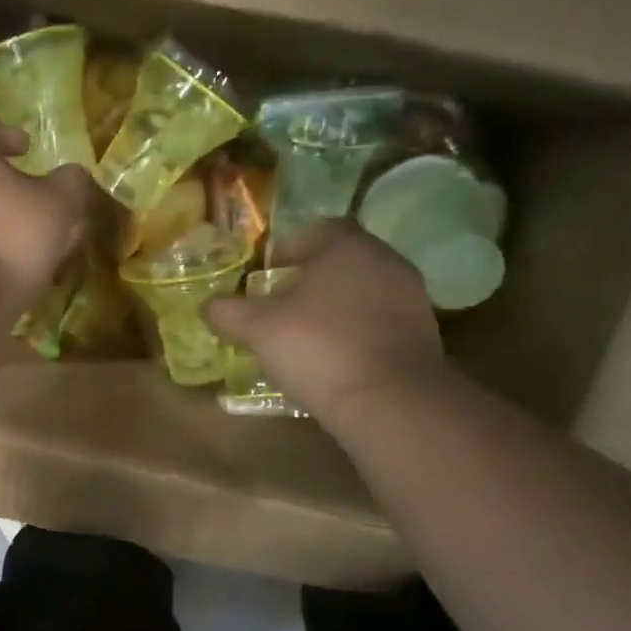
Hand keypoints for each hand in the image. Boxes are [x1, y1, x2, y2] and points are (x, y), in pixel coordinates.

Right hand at [206, 222, 446, 426]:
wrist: (390, 399)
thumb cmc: (319, 347)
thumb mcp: (257, 328)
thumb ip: (228, 312)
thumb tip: (207, 306)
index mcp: (346, 245)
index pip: (313, 231)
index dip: (284, 250)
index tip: (265, 276)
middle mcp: (384, 260)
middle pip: (339, 262)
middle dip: (310, 281)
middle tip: (280, 307)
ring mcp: (410, 297)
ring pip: (361, 292)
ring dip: (335, 308)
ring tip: (306, 336)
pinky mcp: (423, 334)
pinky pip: (379, 322)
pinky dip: (357, 332)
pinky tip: (336, 358)